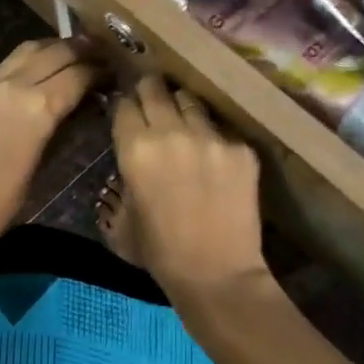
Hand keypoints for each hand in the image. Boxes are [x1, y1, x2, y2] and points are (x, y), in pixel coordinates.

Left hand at [0, 38, 99, 249]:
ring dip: (54, 48)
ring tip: (72, 54)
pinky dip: (29, 60)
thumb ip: (63, 127)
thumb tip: (81, 106)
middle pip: (56, 51)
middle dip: (82, 49)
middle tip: (101, 53)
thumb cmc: (2, 205)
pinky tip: (38, 72)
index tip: (114, 72)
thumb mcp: (44, 164)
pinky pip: (6, 65)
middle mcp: (14, 85)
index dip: (100, 70)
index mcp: (38, 107)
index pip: (78, 74)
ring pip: (28, 50)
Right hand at [111, 75, 270, 306]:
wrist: (217, 274)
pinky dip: (213, 136)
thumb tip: (130, 156)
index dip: (124, 105)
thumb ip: (123, 178)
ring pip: (190, 100)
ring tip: (184, 121)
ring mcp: (211, 137)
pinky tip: (213, 155)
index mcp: (135, 149)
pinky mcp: (241, 148)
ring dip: (182, 108)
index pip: (124, 104)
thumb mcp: (122, 216)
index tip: (128, 110)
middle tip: (152, 98)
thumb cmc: (160, 252)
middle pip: (155, 89)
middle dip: (150, 91)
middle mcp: (172, 132)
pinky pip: (221, 128)